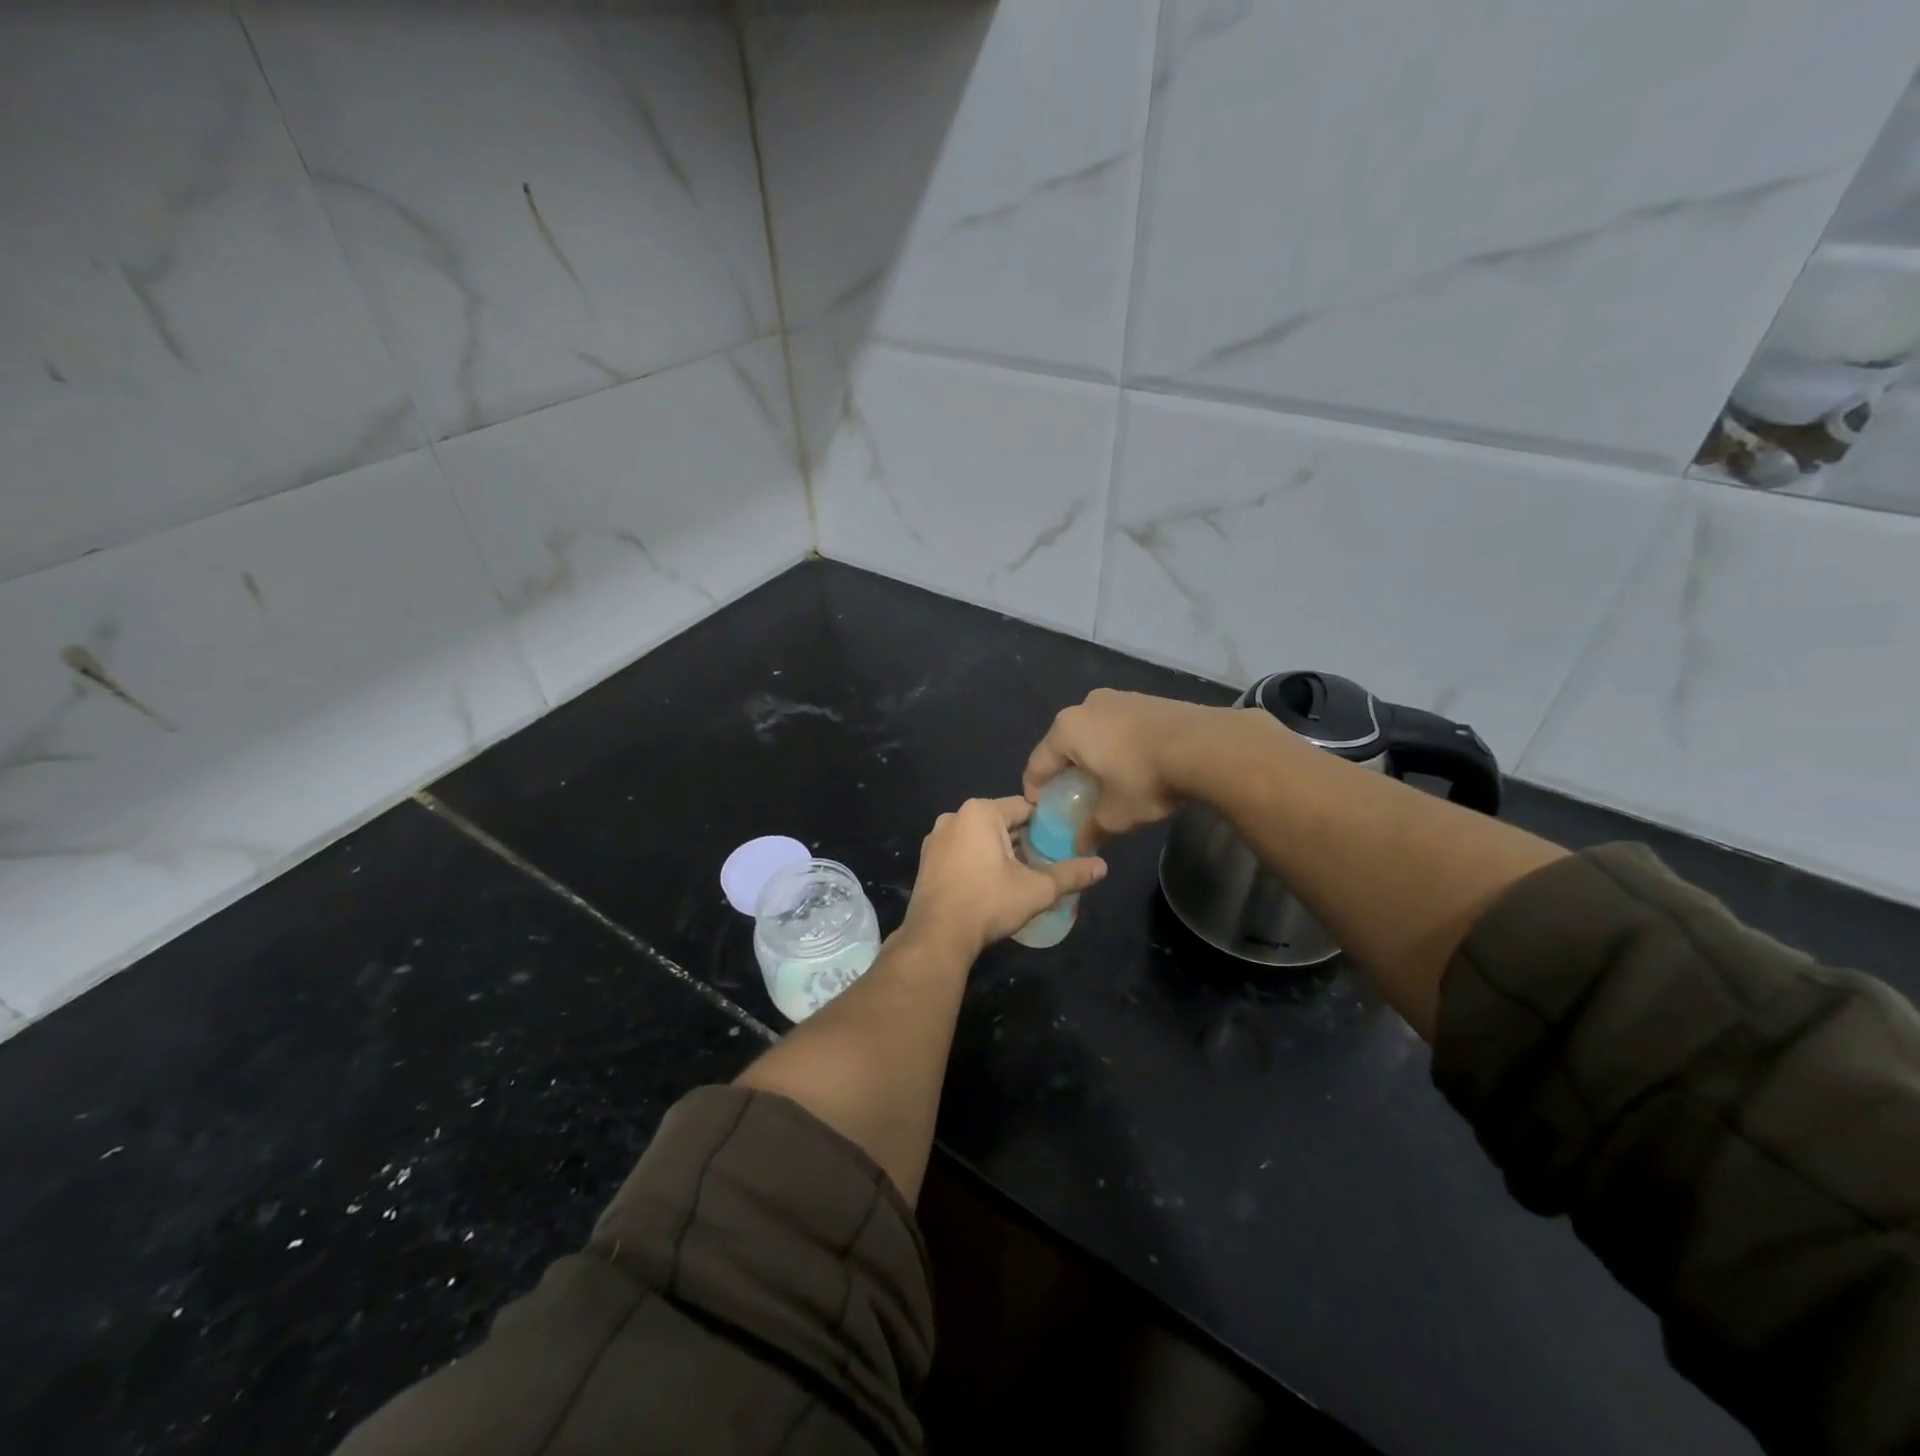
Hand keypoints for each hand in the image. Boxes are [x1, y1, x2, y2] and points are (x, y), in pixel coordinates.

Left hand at [901, 797, 1106, 957]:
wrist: (937, 936)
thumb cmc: (988, 903)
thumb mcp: (1037, 889)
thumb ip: (1070, 875)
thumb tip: (1103, 867)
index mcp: (980, 812)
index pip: (1024, 808)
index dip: (1046, 824)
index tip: (1062, 842)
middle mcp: (954, 817)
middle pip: (1001, 822)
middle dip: (1023, 840)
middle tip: (1046, 862)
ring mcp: (936, 839)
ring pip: (979, 838)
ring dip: (1000, 852)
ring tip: (1021, 876)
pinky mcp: (927, 861)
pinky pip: (961, 852)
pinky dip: (978, 861)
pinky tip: (991, 885)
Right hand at [1023, 689, 1230, 842]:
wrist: (1206, 746)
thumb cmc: (1144, 778)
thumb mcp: (1115, 814)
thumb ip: (1091, 829)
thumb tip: (1079, 846)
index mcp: (1067, 730)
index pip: (1038, 762)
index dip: (1034, 788)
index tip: (1038, 806)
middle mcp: (1087, 706)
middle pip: (1065, 742)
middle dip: (1066, 769)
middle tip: (1073, 794)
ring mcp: (1119, 697)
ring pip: (1095, 731)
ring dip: (1095, 754)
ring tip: (1105, 778)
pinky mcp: (1147, 699)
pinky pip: (1120, 726)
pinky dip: (1119, 744)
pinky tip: (1133, 763)